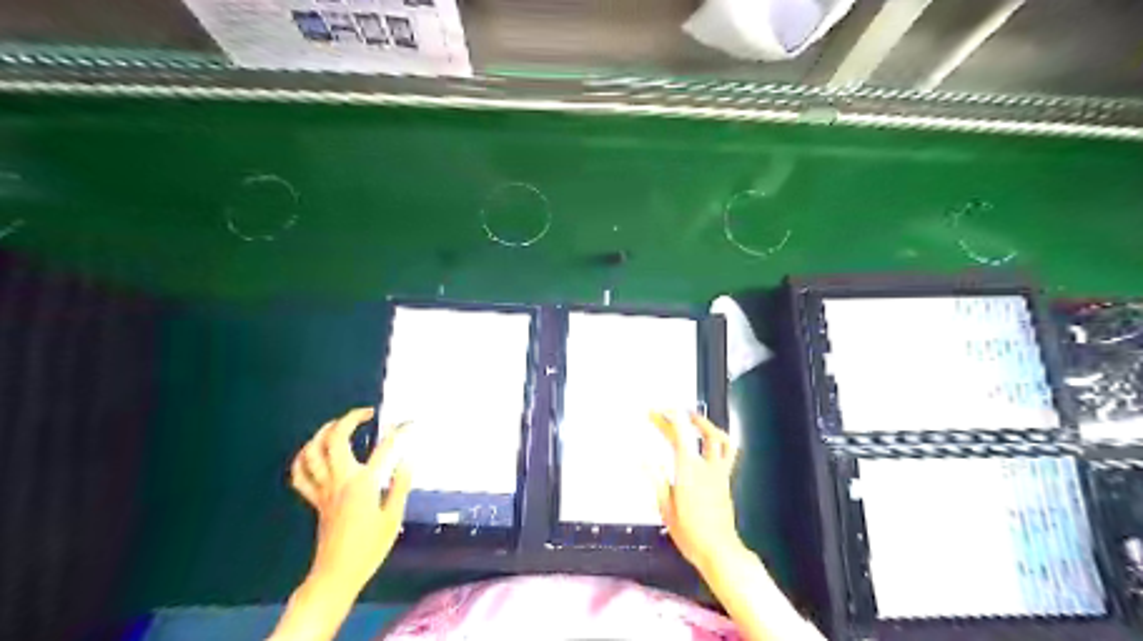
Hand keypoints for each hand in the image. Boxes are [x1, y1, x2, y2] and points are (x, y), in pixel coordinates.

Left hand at [287, 409, 413, 594]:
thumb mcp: (393, 518)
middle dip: (350, 419)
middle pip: (336, 439)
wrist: (336, 574)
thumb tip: (407, 460)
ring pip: (312, 452)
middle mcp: (340, 480)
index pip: (384, 449)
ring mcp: (323, 489)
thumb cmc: (369, 548)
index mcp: (363, 484)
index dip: (399, 432)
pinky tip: (314, 452)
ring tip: (338, 424)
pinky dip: (304, 458)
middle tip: (367, 413)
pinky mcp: (315, 499)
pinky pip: (301, 474)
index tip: (410, 423)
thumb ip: (400, 485)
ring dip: (323, 433)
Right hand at [651, 414, 741, 570]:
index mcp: (689, 471)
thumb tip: (642, 459)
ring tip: (693, 417)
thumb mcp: (665, 508)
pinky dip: (718, 439)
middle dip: (679, 418)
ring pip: (720, 438)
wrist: (719, 550)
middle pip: (696, 432)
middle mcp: (707, 467)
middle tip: (663, 413)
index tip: (658, 411)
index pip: (681, 435)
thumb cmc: (690, 533)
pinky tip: (710, 440)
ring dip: (706, 424)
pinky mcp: (726, 480)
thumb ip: (656, 479)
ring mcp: (720, 472)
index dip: (670, 418)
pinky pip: (727, 452)